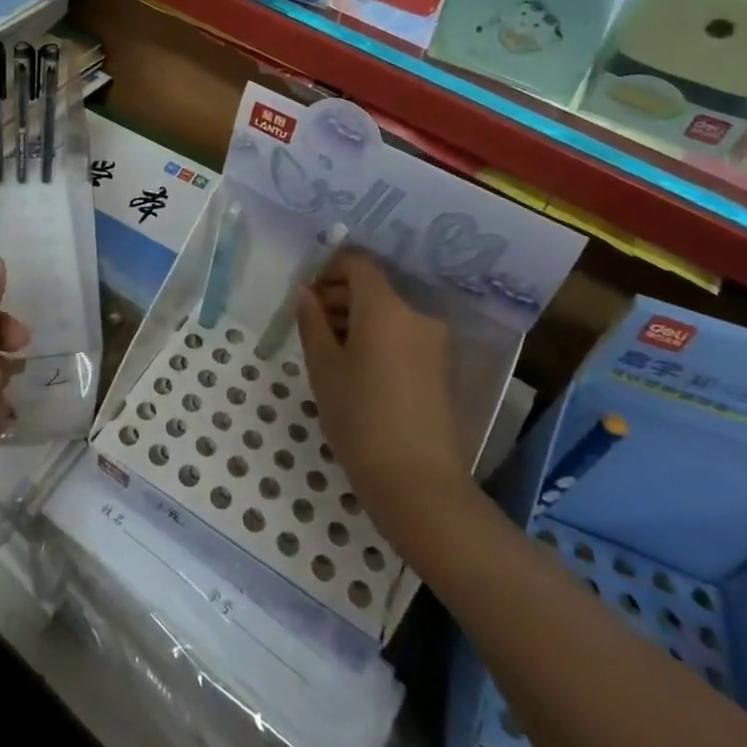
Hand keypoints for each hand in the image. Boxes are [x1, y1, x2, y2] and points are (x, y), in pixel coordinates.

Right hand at [295, 248, 464, 541]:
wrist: (418, 484)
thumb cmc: (360, 417)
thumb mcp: (323, 367)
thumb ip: (312, 321)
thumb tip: (306, 293)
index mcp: (386, 307)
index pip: (359, 263)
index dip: (330, 268)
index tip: (307, 294)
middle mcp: (416, 315)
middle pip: (373, 288)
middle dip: (339, 296)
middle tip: (309, 323)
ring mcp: (433, 343)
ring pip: (388, 313)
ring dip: (356, 319)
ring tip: (328, 351)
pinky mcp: (440, 368)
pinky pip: (402, 336)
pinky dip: (377, 339)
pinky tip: (355, 370)